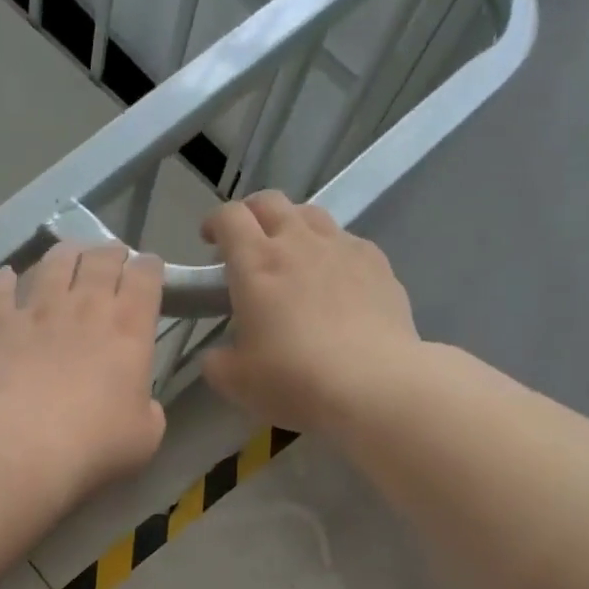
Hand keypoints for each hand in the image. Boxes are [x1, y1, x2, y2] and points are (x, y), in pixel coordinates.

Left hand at [0, 242, 166, 498]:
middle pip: (101, 259)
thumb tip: (140, 403)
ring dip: (65, 254)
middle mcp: (85, 305)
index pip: (146, 276)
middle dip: (111, 252)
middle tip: (112, 256)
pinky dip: (6, 280)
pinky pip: (1, 289)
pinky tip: (7, 277)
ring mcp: (37, 309)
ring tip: (68, 254)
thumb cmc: (95, 442)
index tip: (149, 270)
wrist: (23, 443)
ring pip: (53, 262)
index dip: (150, 268)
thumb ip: (148, 410)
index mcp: (129, 327)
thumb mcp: (145, 435)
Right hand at [200, 191, 419, 433]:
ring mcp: (343, 248)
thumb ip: (216, 361)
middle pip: (271, 202)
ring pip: (312, 215)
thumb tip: (216, 355)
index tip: (209, 240)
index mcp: (255, 263)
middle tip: (247, 242)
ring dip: (293, 226)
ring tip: (292, 256)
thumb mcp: (235, 381)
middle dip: (252, 214)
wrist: (372, 385)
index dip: (214, 222)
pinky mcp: (378, 264)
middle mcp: (298, 242)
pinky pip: (348, 242)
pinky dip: (332, 252)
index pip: (229, 217)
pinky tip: (335, 281)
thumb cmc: (293, 380)